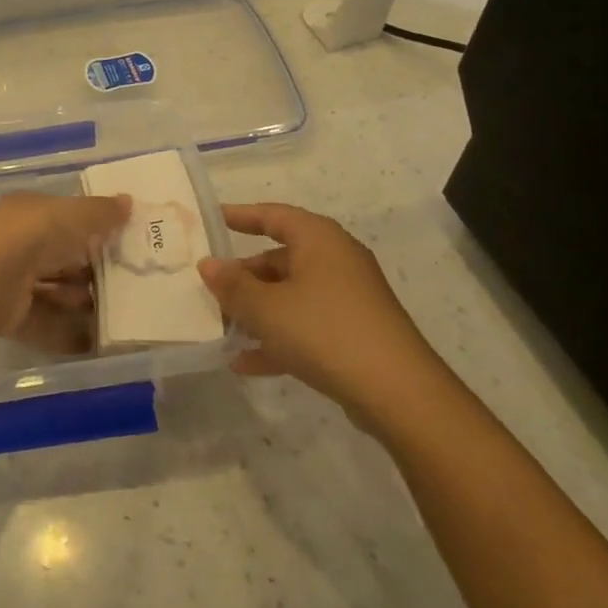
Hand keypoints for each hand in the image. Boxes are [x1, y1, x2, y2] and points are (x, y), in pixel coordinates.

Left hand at [0, 191, 129, 348]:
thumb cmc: (35, 234)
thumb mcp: (76, 215)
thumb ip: (102, 213)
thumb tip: (129, 202)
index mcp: (30, 214)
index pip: (63, 221)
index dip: (91, 232)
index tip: (121, 247)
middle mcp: (18, 245)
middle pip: (59, 260)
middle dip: (88, 272)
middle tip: (125, 285)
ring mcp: (11, 282)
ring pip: (52, 292)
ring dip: (80, 303)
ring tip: (116, 314)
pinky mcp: (9, 316)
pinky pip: (44, 324)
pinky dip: (67, 333)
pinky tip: (94, 341)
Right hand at [197, 203, 453, 433]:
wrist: (398, 392)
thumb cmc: (325, 331)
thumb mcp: (266, 308)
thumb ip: (233, 285)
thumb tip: (209, 264)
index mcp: (318, 240)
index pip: (273, 215)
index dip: (241, 216)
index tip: (212, 219)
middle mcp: (336, 260)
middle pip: (280, 259)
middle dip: (244, 276)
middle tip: (210, 289)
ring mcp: (348, 298)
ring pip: (291, 295)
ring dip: (257, 311)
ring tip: (222, 328)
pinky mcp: (353, 332)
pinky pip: (305, 325)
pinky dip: (278, 338)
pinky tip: (245, 363)